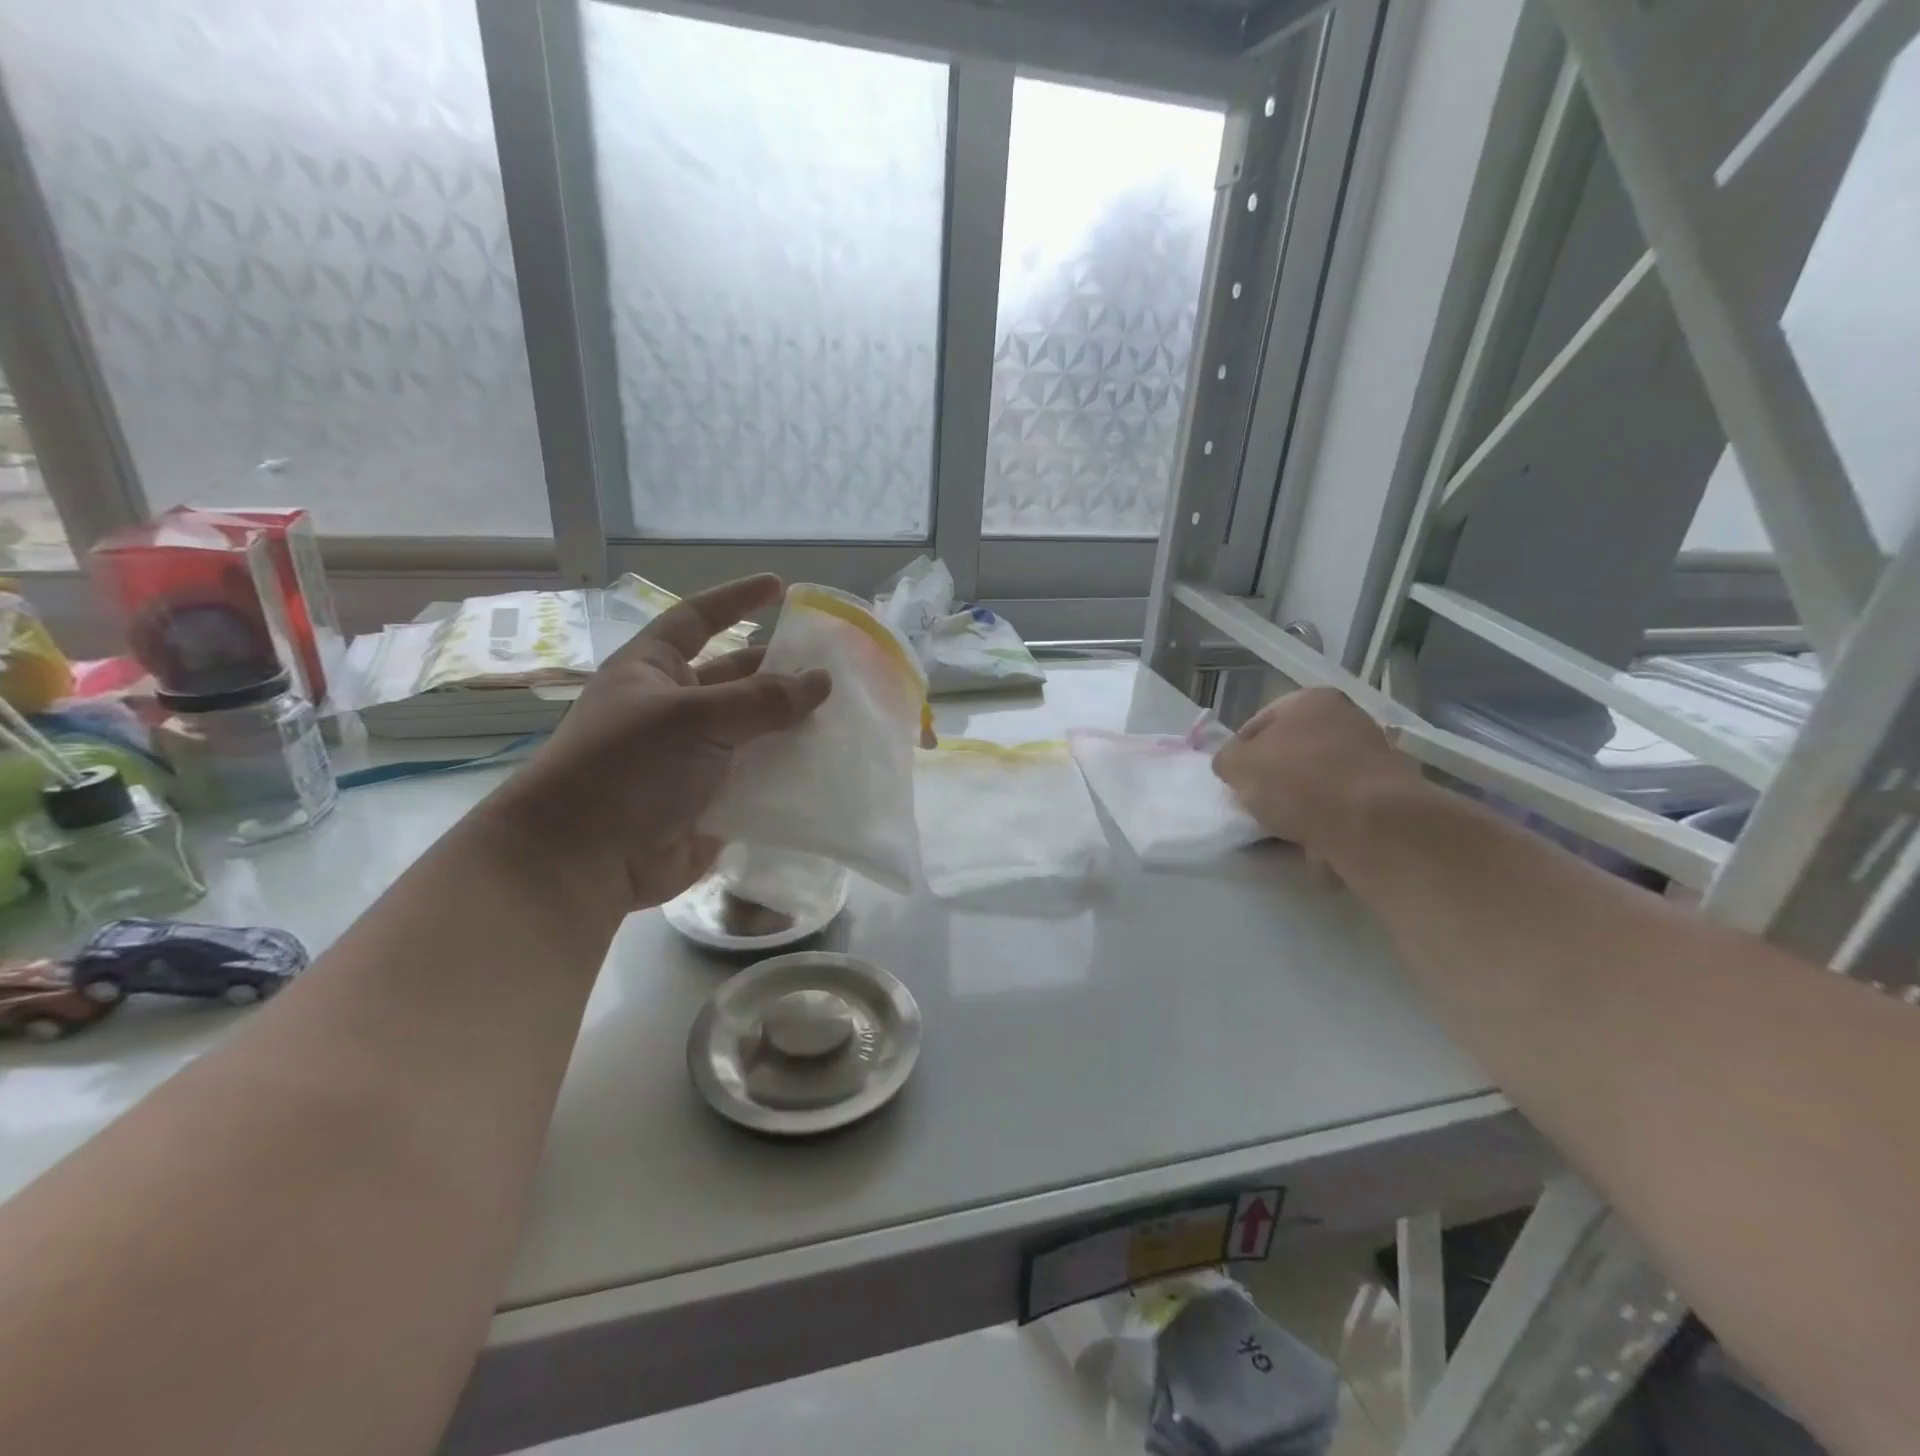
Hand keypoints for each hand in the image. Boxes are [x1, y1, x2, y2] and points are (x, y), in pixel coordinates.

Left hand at [482, 575, 830, 910]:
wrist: (584, 862)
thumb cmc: (626, 768)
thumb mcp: (694, 718)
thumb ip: (762, 699)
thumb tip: (822, 680)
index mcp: (654, 671)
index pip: (698, 619)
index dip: (736, 600)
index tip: (780, 587)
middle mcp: (675, 708)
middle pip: (737, 677)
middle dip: (780, 670)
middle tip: (834, 665)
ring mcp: (695, 756)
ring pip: (755, 730)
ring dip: (792, 723)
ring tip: (845, 714)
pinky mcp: (714, 799)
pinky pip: (760, 776)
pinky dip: (791, 771)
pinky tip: (830, 764)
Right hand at [1212, 687, 1418, 855]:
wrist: (1372, 825)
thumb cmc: (1298, 781)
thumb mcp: (1238, 765)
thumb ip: (1227, 760)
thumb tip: (1232, 765)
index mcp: (1310, 699)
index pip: (1258, 723)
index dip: (1239, 753)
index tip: (1232, 781)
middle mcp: (1346, 719)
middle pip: (1290, 751)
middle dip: (1271, 778)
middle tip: (1254, 804)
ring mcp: (1371, 757)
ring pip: (1314, 780)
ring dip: (1296, 802)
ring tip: (1278, 828)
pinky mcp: (1385, 796)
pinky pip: (1338, 806)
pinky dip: (1322, 821)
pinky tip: (1307, 840)